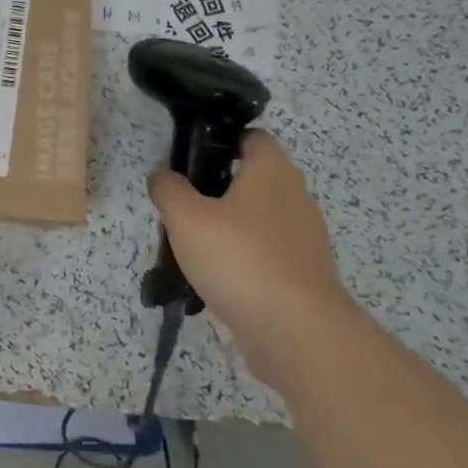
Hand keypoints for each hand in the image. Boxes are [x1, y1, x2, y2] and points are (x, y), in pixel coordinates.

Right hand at [147, 130, 358, 384]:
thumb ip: (168, 189)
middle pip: (251, 179)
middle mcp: (295, 196)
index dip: (220, 141)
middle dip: (215, 190)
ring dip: (226, 227)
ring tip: (190, 247)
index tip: (189, 160)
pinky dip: (241, 258)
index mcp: (271, 171)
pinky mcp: (303, 273)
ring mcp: (303, 237)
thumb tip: (164, 177)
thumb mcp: (185, 217)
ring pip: (256, 218)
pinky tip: (215, 278)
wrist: (295, 330)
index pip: (251, 137)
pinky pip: (265, 252)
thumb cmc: (238, 257)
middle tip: (181, 208)